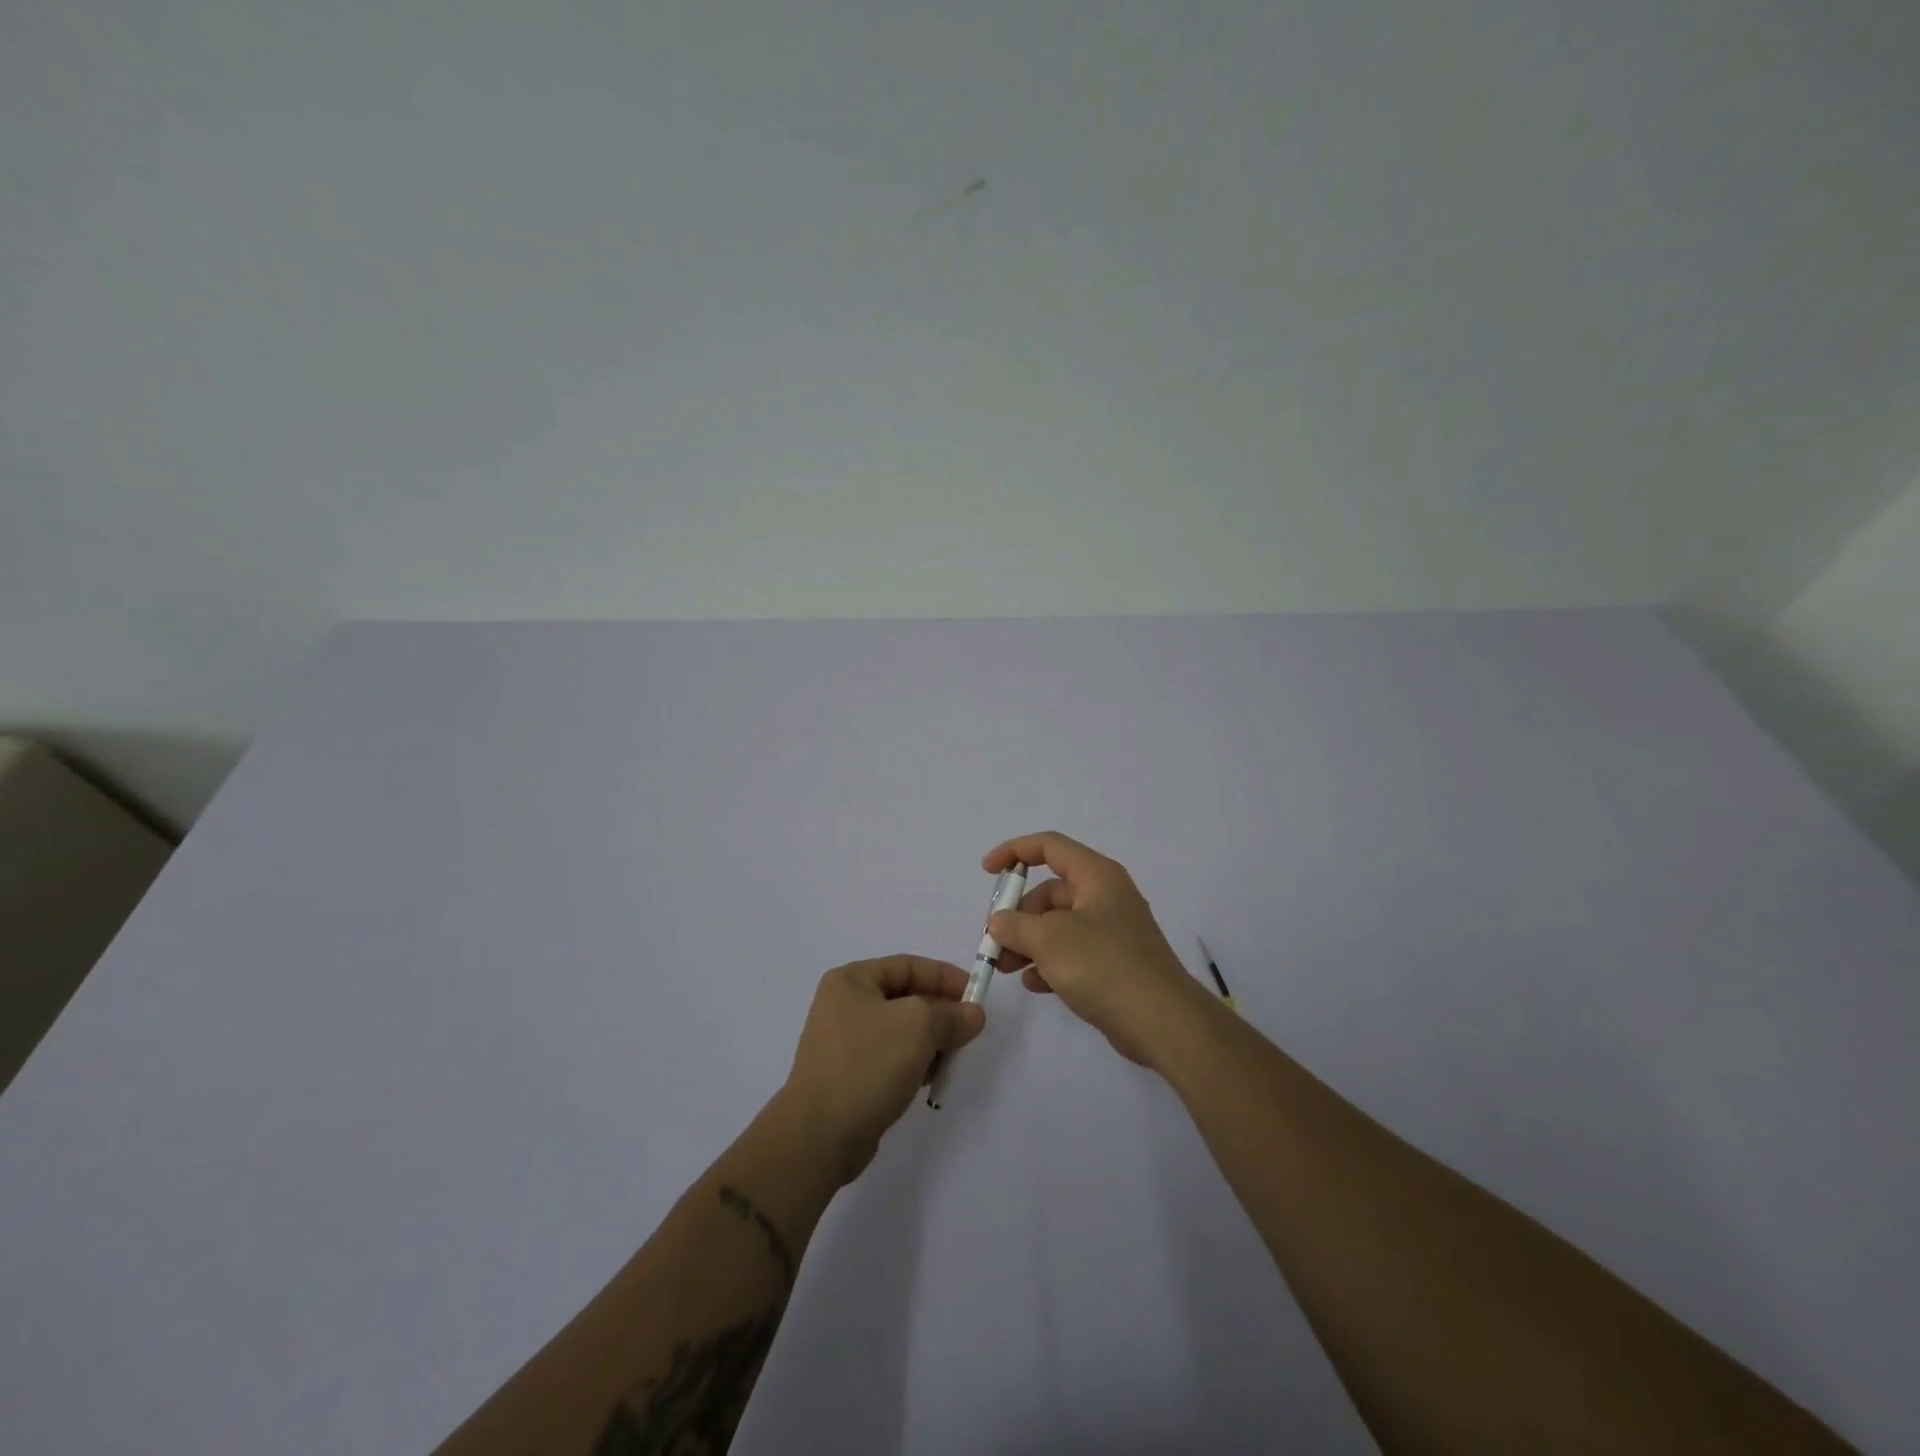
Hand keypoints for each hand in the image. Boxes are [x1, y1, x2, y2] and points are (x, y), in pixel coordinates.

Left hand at [781, 956, 985, 1182]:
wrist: (819, 1135)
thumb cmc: (868, 1064)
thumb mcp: (918, 1026)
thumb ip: (950, 1015)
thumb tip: (973, 1015)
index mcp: (851, 980)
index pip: (908, 966)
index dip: (945, 977)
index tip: (976, 994)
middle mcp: (844, 1006)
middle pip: (906, 999)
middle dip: (940, 1013)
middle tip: (969, 1031)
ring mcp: (844, 1043)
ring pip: (901, 1032)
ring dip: (930, 1042)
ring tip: (950, 1060)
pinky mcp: (849, 1077)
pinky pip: (891, 1059)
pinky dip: (913, 1064)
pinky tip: (928, 1080)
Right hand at [983, 832, 1211, 1068]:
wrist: (1162, 1021)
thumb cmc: (1104, 965)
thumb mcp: (1049, 940)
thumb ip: (1015, 925)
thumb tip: (999, 922)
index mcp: (1096, 876)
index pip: (1049, 846)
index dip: (1015, 851)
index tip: (987, 870)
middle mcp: (1106, 896)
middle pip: (1050, 892)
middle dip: (1018, 914)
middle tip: (995, 941)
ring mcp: (1112, 931)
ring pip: (1058, 926)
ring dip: (1028, 942)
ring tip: (1006, 968)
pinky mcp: (1113, 963)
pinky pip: (1072, 953)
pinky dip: (1050, 963)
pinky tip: (1034, 984)